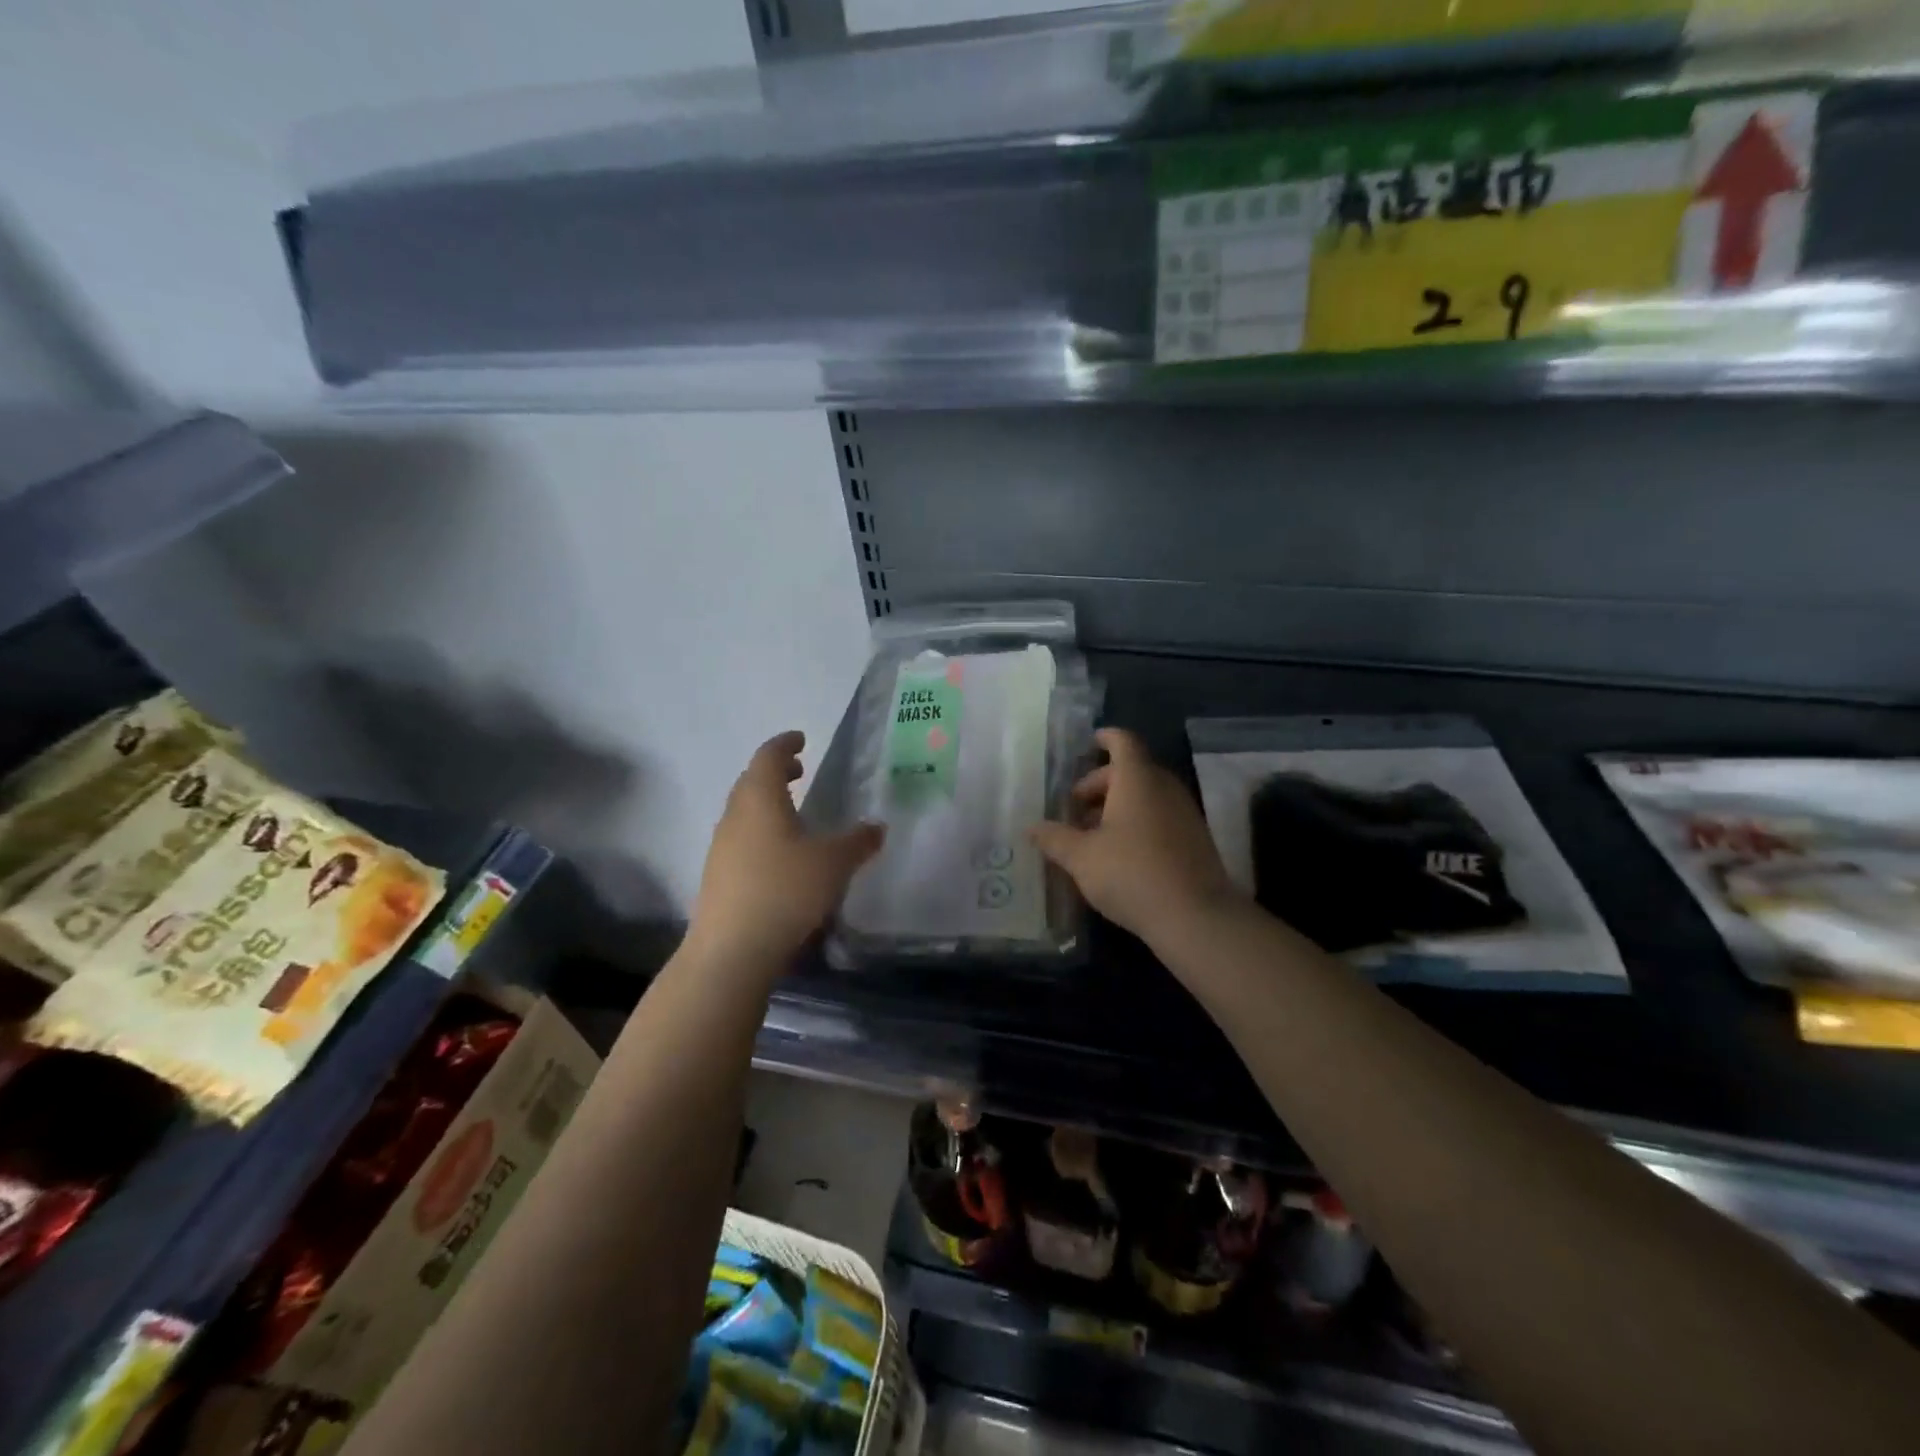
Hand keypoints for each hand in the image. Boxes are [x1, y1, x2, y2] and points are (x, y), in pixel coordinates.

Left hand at [686, 731, 883, 975]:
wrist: (731, 951)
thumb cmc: (785, 891)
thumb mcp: (834, 864)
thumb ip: (858, 842)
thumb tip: (877, 827)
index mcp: (760, 799)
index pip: (768, 757)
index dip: (784, 744)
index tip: (801, 739)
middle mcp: (735, 815)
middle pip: (751, 780)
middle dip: (775, 771)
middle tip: (800, 771)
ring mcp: (721, 846)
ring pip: (743, 810)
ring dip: (766, 802)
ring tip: (793, 812)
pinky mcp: (718, 875)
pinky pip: (740, 837)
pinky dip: (760, 830)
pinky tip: (780, 854)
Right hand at [1030, 728, 1242, 948]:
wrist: (1195, 917)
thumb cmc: (1131, 873)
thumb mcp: (1082, 857)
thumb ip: (1055, 839)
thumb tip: (1031, 828)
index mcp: (1137, 779)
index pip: (1123, 742)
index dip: (1106, 738)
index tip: (1090, 742)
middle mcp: (1164, 788)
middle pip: (1131, 771)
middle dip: (1100, 784)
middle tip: (1074, 809)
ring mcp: (1184, 813)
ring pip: (1146, 796)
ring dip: (1117, 807)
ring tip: (1091, 836)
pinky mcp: (1195, 840)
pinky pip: (1160, 817)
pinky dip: (1137, 823)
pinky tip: (1118, 854)